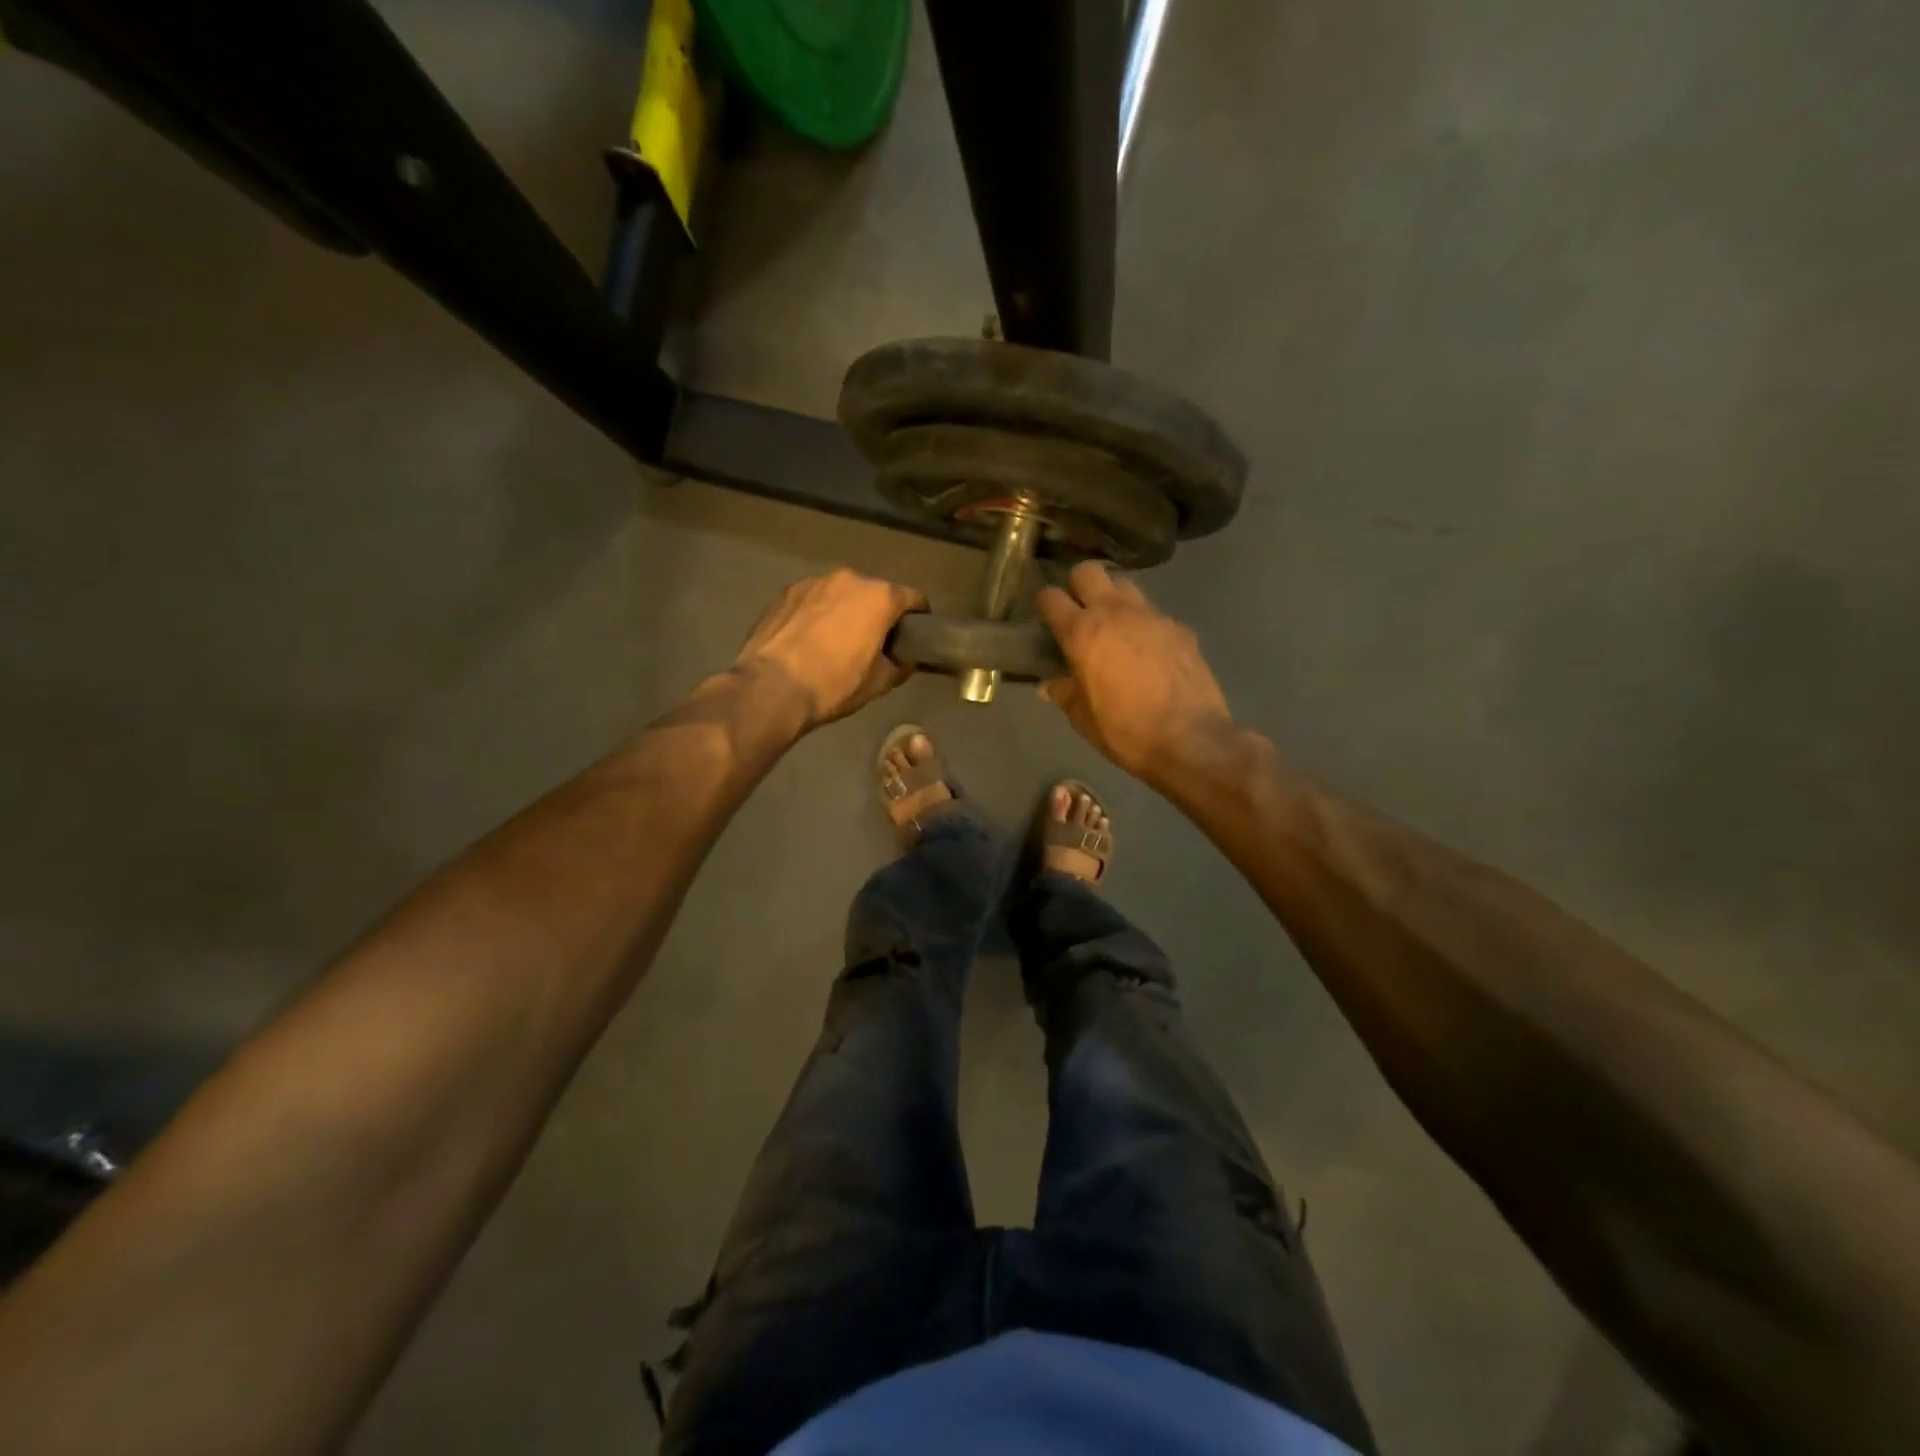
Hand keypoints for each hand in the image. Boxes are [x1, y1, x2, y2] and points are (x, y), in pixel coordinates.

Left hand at [735, 569, 926, 729]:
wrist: (771, 688)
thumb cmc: (834, 685)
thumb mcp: (879, 683)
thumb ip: (900, 664)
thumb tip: (904, 659)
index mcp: (880, 597)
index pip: (913, 597)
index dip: (919, 616)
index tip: (916, 634)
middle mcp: (850, 579)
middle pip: (875, 592)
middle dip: (878, 612)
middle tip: (875, 640)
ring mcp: (814, 581)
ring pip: (842, 593)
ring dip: (846, 610)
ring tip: (837, 639)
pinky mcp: (786, 592)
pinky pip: (814, 599)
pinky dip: (818, 613)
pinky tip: (810, 638)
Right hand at [1037, 562, 1236, 784]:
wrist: (1191, 740)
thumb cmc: (1126, 731)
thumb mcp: (1083, 719)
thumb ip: (1064, 693)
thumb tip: (1049, 685)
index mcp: (1083, 633)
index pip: (1051, 598)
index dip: (1044, 605)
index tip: (1046, 618)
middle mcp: (1115, 612)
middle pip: (1089, 571)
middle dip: (1078, 585)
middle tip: (1079, 611)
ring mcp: (1152, 616)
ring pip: (1125, 585)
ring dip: (1114, 598)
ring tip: (1114, 626)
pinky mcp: (1180, 627)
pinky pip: (1154, 613)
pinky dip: (1144, 624)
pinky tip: (1148, 651)